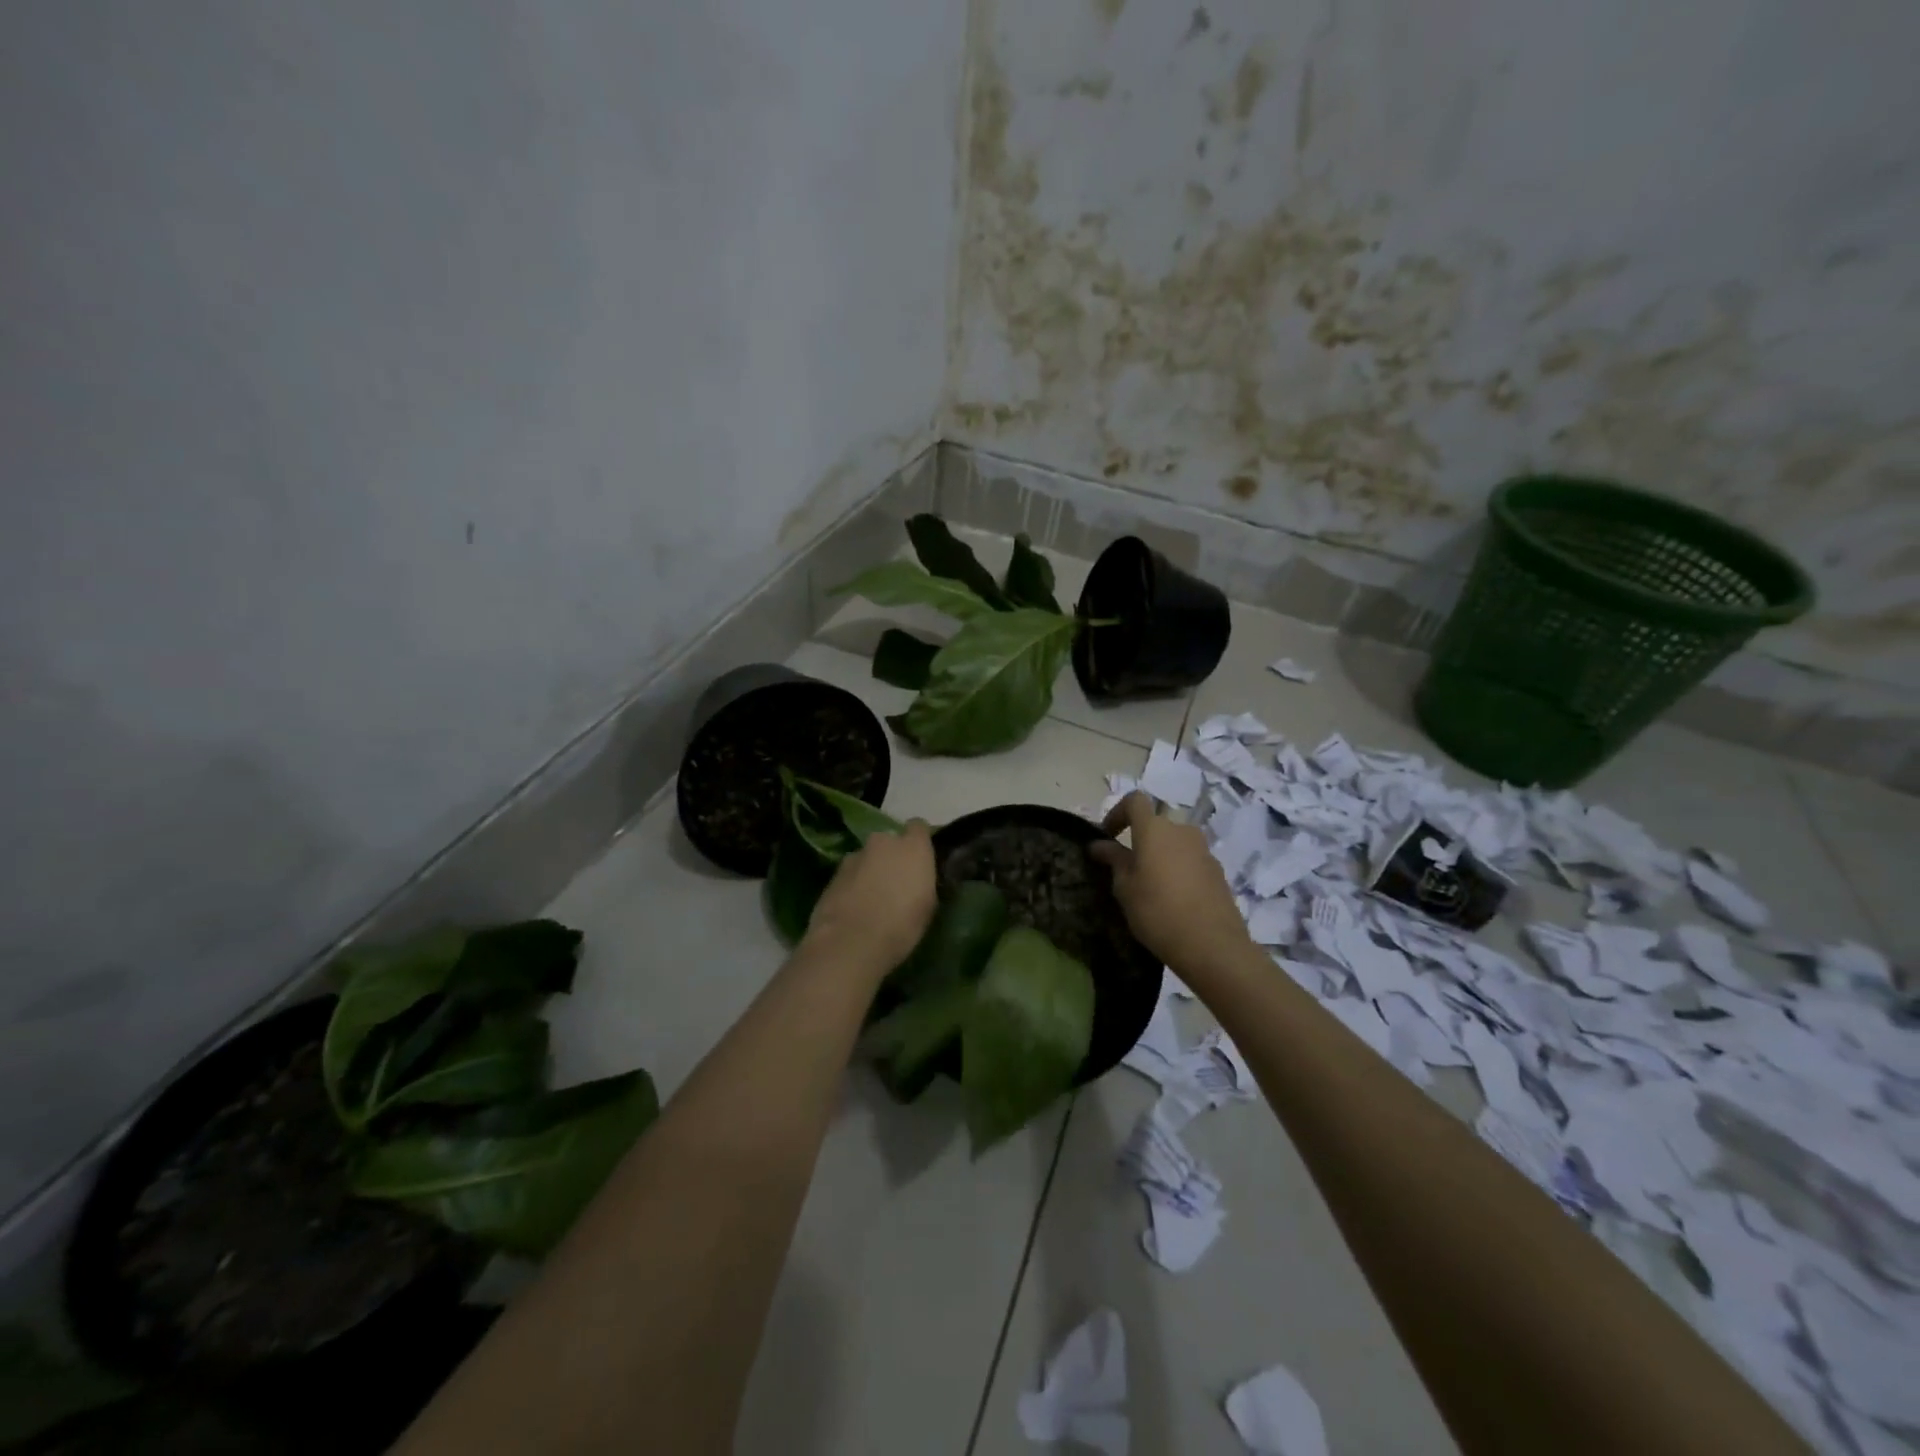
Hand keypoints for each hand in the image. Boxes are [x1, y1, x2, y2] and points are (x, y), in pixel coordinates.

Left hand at [802, 821, 937, 974]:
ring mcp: (854, 856)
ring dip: (870, 871)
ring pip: (867, 858)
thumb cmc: (901, 926)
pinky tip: (854, 908)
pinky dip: (853, 885)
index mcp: (912, 847)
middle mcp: (882, 843)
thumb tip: (918, 879)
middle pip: (889, 842)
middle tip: (895, 882)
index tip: (921, 859)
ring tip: (872, 899)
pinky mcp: (833, 875)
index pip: (919, 827)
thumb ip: (923, 881)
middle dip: (892, 857)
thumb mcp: (927, 906)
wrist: (850, 943)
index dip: (919, 841)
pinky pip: (850, 875)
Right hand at [1091, 792, 1250, 970]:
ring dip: (1159, 855)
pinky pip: (1190, 860)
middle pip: (1156, 824)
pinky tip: (1173, 899)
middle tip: (1127, 869)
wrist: (1212, 945)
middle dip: (1139, 840)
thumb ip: (1113, 860)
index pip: (1135, 801)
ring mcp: (1203, 850)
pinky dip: (1177, 870)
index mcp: (1154, 829)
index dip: (1117, 812)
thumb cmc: (1157, 911)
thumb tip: (1099, 844)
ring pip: (1174, 843)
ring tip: (1150, 886)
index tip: (1107, 836)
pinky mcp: (1217, 870)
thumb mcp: (1125, 888)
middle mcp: (1181, 830)